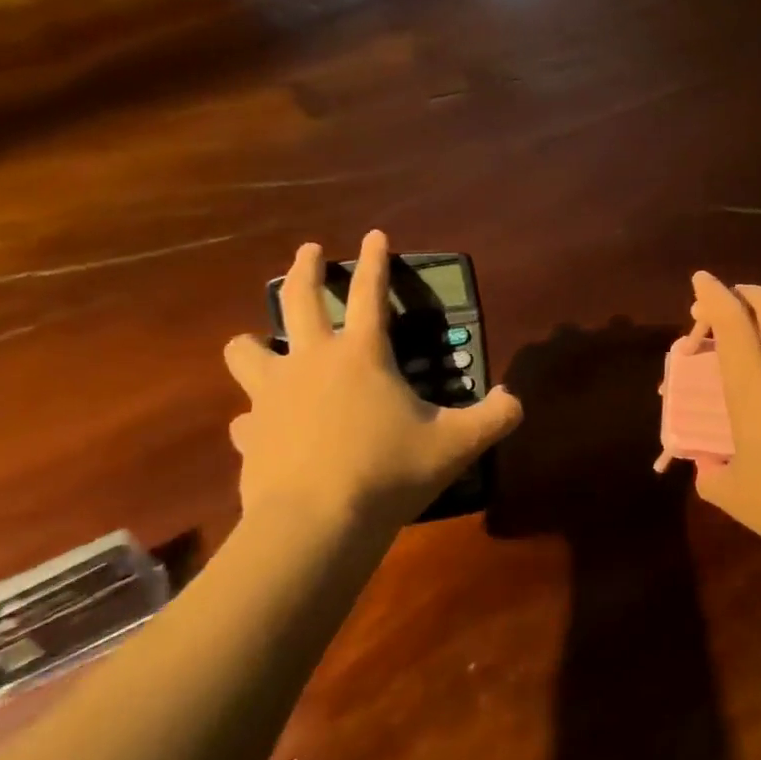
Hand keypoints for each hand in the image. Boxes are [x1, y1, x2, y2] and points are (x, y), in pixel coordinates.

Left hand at [224, 234, 522, 539]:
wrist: (316, 525)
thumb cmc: (389, 471)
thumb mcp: (457, 444)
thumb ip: (494, 417)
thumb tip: (515, 400)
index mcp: (362, 355)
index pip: (372, 294)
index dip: (375, 261)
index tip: (374, 234)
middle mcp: (311, 362)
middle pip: (299, 299)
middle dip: (304, 268)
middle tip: (307, 251)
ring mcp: (272, 397)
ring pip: (246, 350)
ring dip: (254, 341)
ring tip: (259, 343)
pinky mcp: (250, 435)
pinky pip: (246, 416)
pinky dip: (256, 416)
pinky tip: (263, 426)